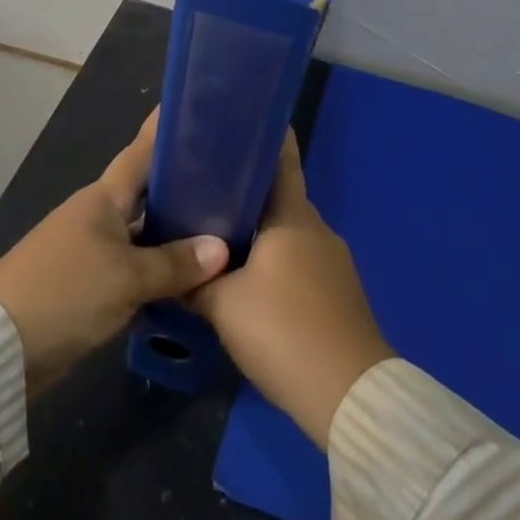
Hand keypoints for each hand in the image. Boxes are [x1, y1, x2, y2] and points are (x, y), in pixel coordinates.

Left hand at [0, 111, 229, 394]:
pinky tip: (188, 282)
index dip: (164, 133)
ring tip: (222, 233)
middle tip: (231, 185)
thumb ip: (175, 263)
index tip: (195, 112)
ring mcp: (88, 251)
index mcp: (102, 199)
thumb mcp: (127, 278)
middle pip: (146, 196)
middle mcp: (95, 216)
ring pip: (141, 235)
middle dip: (182, 190)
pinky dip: (156, 272)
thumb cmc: (65, 292)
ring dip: (173, 236)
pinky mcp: (85, 286)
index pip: (141, 155)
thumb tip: (221, 248)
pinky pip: (131, 269)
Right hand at [188, 133, 392, 447]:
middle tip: (203, 190)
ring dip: (258, 231)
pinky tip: (249, 279)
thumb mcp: (223, 306)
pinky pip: (299, 261)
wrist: (349, 396)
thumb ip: (193, 281)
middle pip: (279, 198)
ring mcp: (333, 262)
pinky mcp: (338, 293)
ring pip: (288, 233)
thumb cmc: (283, 332)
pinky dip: (274, 260)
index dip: (263, 137)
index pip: (281, 160)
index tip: (236, 123)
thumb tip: (170, 268)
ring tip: (217, 235)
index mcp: (292, 218)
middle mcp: (317, 230)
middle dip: (245, 192)